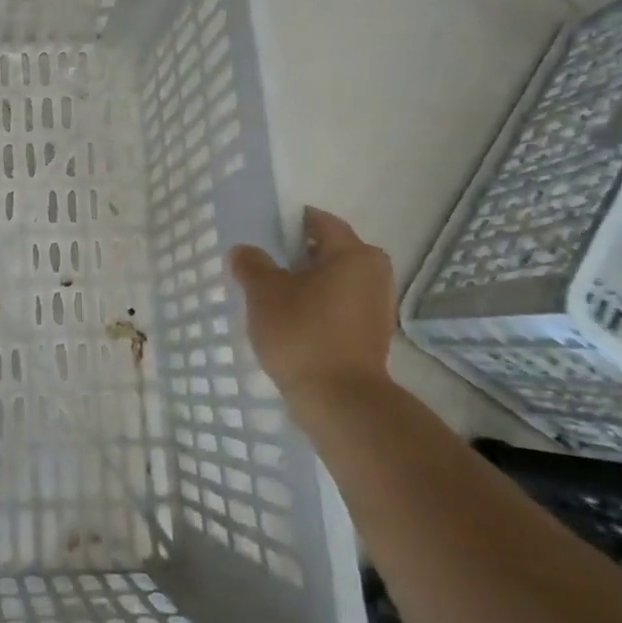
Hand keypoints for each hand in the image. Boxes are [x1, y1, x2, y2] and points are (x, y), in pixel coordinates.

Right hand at [229, 207, 395, 411]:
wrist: (339, 401)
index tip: (261, 234)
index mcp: (354, 254)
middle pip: (328, 251)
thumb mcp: (264, 294)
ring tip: (271, 296)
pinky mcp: (371, 335)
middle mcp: (374, 274)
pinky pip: (338, 306)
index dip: (288, 223)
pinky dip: (316, 306)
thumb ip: (251, 265)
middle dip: (295, 256)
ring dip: (305, 283)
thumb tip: (244, 251)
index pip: (319, 221)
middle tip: (262, 266)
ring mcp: (377, 306)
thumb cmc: (303, 334)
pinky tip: (290, 321)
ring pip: (333, 281)